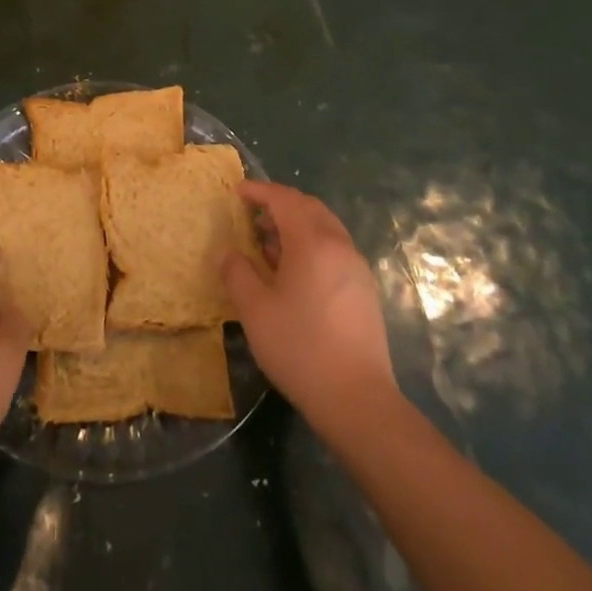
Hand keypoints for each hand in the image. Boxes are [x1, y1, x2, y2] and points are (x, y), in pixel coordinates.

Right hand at [221, 181, 396, 434]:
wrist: (357, 399)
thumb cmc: (300, 347)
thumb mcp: (255, 310)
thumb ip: (237, 273)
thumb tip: (227, 251)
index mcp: (312, 242)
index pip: (284, 199)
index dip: (259, 191)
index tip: (237, 192)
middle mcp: (339, 245)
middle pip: (309, 207)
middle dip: (280, 204)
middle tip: (252, 214)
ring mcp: (356, 267)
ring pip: (325, 228)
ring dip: (296, 225)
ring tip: (268, 243)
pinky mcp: (364, 289)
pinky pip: (334, 249)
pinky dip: (311, 244)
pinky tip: (294, 272)